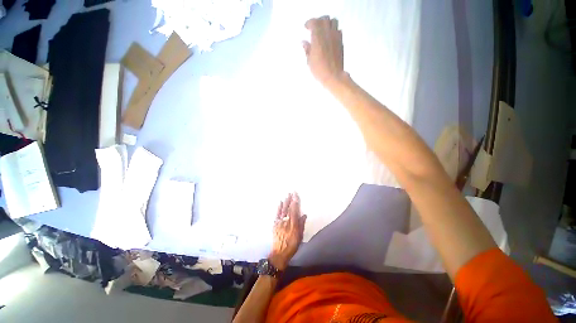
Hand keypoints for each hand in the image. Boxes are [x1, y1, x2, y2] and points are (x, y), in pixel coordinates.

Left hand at [269, 193, 306, 269]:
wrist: (279, 253)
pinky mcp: (275, 224)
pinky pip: (277, 213)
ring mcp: (279, 222)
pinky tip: (280, 202)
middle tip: (292, 192)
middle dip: (290, 199)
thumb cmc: (292, 245)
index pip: (294, 210)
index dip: (295, 202)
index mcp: (293, 224)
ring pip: (283, 209)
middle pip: (289, 208)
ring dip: (285, 201)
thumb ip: (301, 224)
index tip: (296, 195)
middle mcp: (286, 221)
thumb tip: (304, 214)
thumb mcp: (299, 236)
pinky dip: (279, 207)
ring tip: (287, 195)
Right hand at [303, 16, 344, 87]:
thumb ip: (307, 50)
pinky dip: (333, 31)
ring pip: (333, 22)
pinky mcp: (341, 42)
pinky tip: (329, 38)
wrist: (333, 76)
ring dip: (327, 24)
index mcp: (318, 37)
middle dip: (318, 21)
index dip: (309, 23)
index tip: (306, 27)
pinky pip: (338, 30)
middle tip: (314, 28)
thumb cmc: (319, 70)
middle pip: (325, 19)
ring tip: (323, 31)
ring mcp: (336, 37)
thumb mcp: (309, 61)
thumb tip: (304, 42)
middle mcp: (328, 34)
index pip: (314, 22)